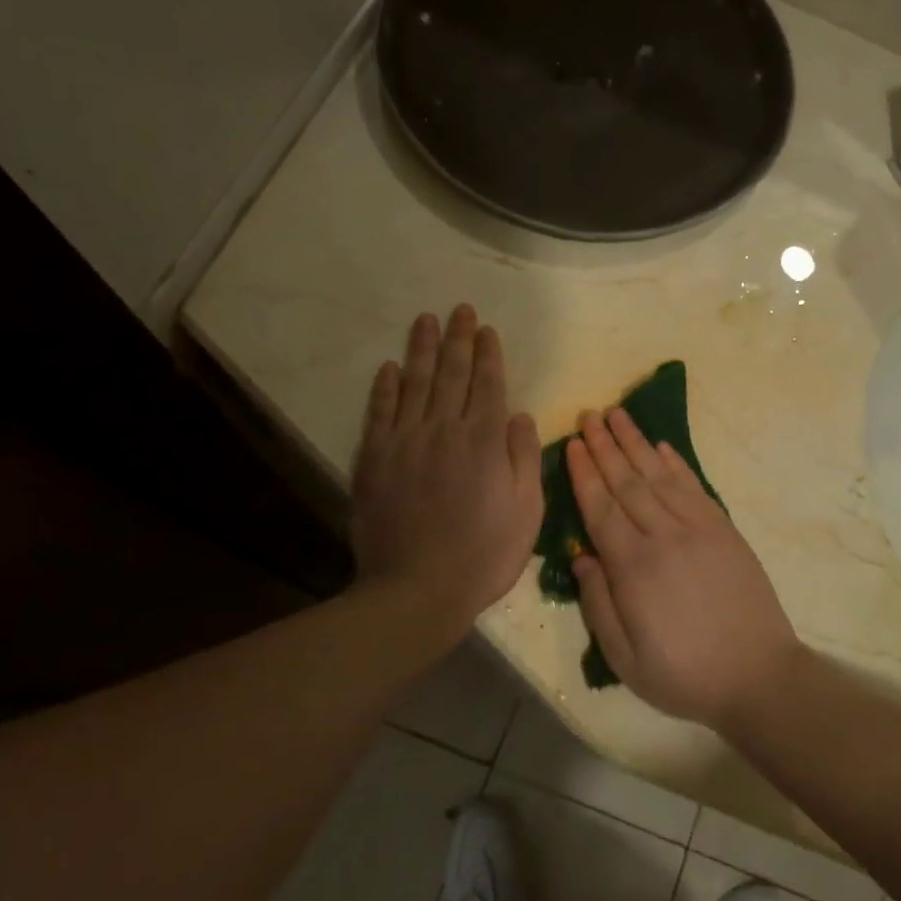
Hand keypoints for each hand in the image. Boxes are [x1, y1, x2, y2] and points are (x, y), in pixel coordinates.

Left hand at [352, 307, 543, 637]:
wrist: (416, 590)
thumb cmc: (483, 555)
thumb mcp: (526, 512)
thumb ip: (525, 458)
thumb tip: (520, 415)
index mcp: (484, 441)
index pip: (488, 384)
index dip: (488, 354)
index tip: (487, 329)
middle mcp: (443, 430)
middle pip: (451, 373)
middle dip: (458, 339)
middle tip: (459, 309)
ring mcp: (404, 442)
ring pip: (414, 383)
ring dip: (421, 349)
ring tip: (425, 320)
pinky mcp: (374, 460)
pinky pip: (380, 412)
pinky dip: (385, 387)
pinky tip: (390, 367)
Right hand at [566, 408, 802, 730]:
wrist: (758, 676)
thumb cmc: (684, 675)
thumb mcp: (625, 659)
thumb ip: (598, 605)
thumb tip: (582, 558)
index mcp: (634, 568)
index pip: (601, 507)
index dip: (584, 473)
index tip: (573, 443)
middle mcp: (664, 537)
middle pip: (627, 481)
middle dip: (605, 446)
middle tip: (589, 414)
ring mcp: (698, 529)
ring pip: (659, 476)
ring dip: (636, 442)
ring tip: (618, 414)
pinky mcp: (724, 530)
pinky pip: (693, 487)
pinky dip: (675, 463)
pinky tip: (661, 446)